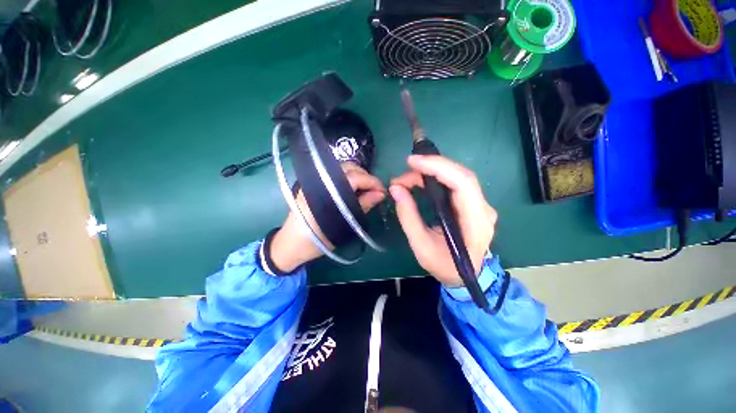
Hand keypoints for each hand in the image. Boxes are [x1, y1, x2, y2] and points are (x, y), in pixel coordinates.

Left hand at [270, 162, 385, 271]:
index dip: (372, 182)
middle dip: (366, 177)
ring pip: (342, 169)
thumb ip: (362, 206)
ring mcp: (315, 181)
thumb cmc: (316, 240)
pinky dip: (349, 179)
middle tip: (376, 191)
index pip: (354, 177)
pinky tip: (354, 190)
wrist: (290, 244)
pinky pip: (336, 175)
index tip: (383, 191)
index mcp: (326, 191)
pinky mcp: (314, 184)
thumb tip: (380, 194)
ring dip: (358, 177)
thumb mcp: (342, 226)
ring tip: (367, 191)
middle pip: (349, 168)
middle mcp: (320, 180)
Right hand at [389, 155, 496, 286]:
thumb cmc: (445, 266)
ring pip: (458, 176)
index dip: (438, 167)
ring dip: (432, 172)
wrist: (467, 277)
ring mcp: (481, 205)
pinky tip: (421, 181)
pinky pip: (456, 183)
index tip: (412, 162)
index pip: (462, 184)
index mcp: (475, 223)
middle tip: (403, 174)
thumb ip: (408, 217)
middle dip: (430, 167)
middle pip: (461, 175)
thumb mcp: (421, 247)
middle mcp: (483, 209)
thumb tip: (396, 190)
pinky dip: (436, 177)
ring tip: (407, 179)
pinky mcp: (473, 204)